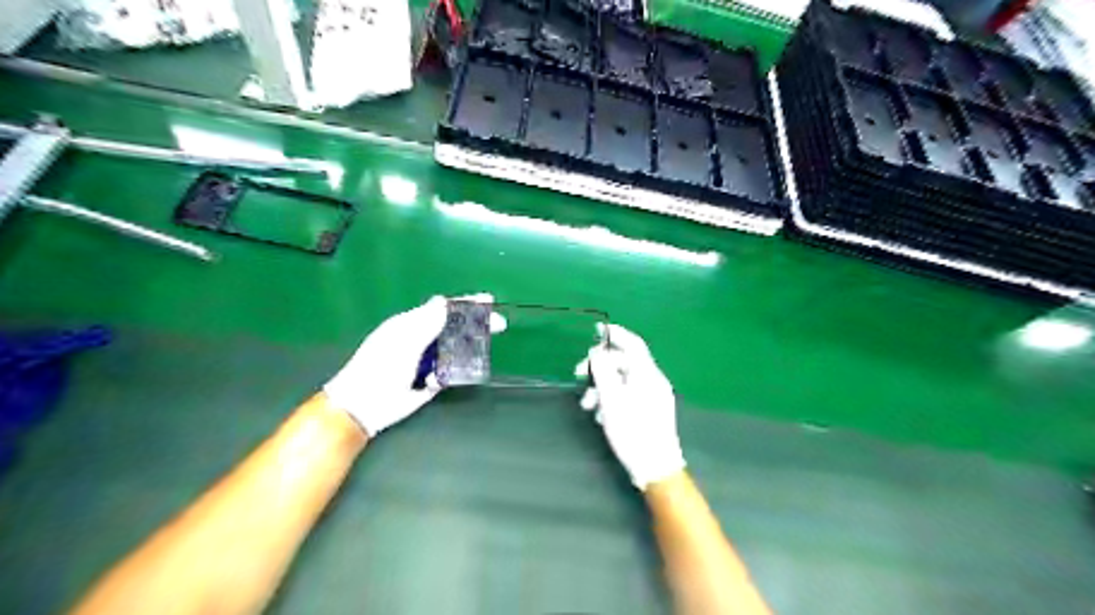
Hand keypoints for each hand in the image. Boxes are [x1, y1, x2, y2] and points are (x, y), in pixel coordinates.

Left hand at [321, 293, 499, 437]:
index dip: (465, 304)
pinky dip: (451, 373)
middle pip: (454, 328)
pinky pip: (449, 372)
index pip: (443, 309)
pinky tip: (440, 378)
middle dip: (476, 325)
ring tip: (481, 349)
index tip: (487, 301)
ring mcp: (427, 360)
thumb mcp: (404, 340)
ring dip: (466, 349)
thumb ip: (426, 322)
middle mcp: (422, 339)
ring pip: (454, 349)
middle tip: (500, 325)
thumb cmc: (380, 366)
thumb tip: (444, 301)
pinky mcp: (431, 381)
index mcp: (412, 324)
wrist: (364, 405)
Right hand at [575, 321, 681, 490]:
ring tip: (588, 406)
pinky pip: (628, 394)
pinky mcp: (650, 410)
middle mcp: (652, 380)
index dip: (615, 334)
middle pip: (623, 363)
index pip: (632, 344)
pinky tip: (602, 416)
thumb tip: (596, 352)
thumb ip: (603, 372)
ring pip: (623, 380)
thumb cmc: (633, 431)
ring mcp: (653, 396)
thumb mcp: (612, 400)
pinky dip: (613, 399)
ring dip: (602, 387)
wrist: (656, 467)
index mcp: (647, 374)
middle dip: (599, 367)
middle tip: (578, 374)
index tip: (596, 329)